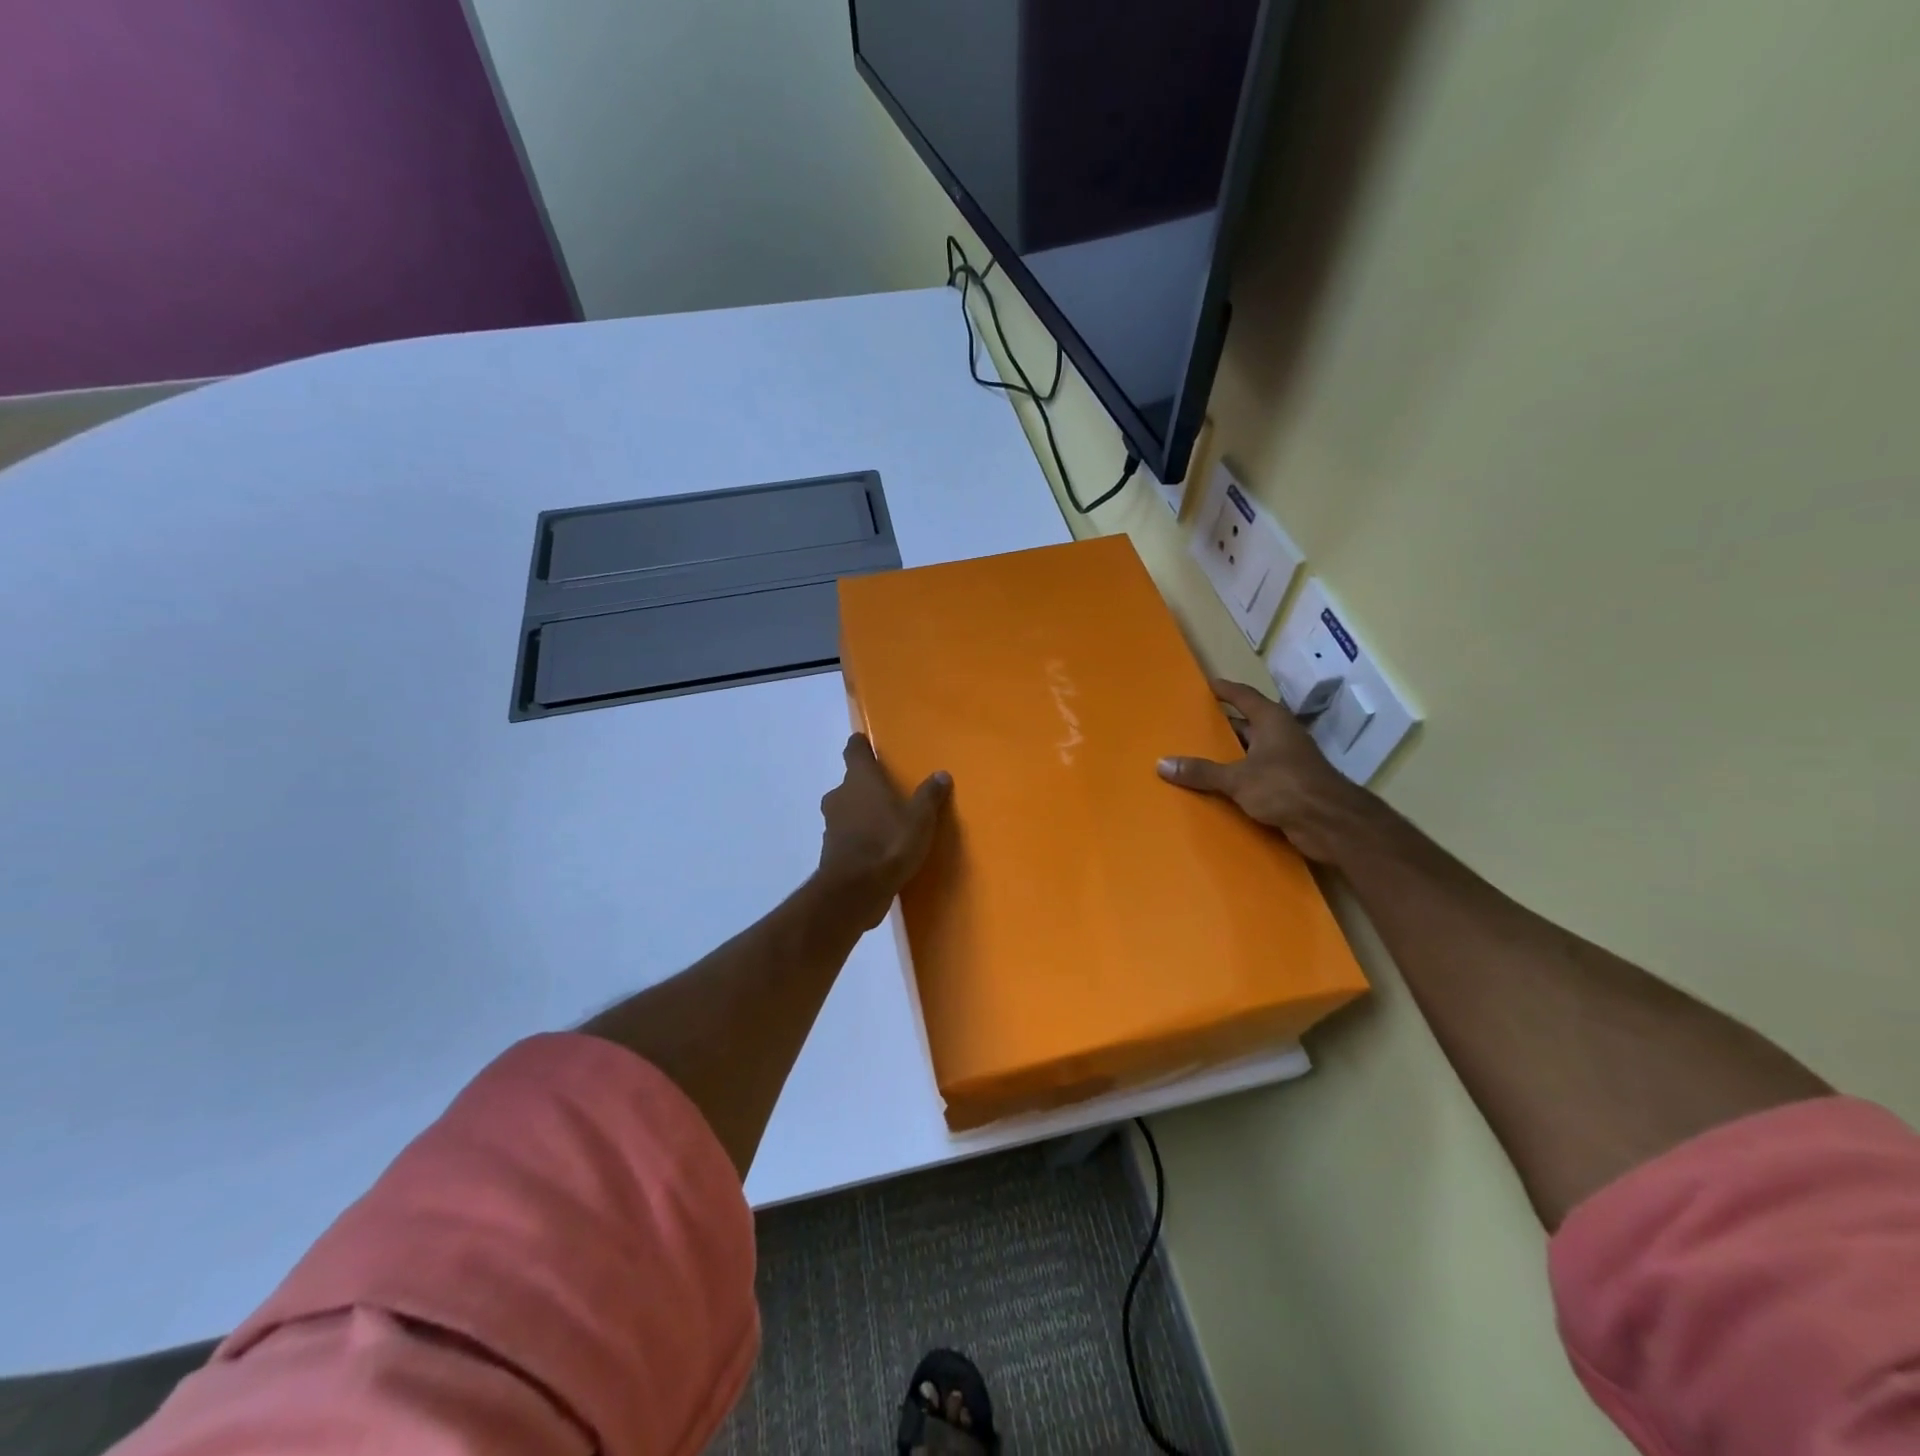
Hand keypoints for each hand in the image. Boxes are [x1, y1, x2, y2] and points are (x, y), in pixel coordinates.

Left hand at [816, 734, 951, 927]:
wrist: (855, 891)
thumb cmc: (889, 843)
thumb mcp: (920, 819)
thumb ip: (929, 795)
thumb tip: (941, 774)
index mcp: (860, 779)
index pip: (854, 750)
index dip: (860, 746)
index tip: (866, 744)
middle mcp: (840, 796)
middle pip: (850, 783)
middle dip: (866, 786)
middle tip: (888, 792)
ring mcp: (831, 825)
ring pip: (846, 810)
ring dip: (861, 813)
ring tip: (886, 822)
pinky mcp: (831, 851)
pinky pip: (847, 836)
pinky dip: (858, 838)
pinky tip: (878, 849)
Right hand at [1157, 679, 1372, 863]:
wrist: (1330, 823)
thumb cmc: (1284, 786)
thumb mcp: (1236, 778)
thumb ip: (1201, 772)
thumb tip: (1162, 764)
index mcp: (1271, 722)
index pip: (1244, 696)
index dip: (1225, 690)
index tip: (1207, 685)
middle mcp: (1281, 736)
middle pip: (1248, 724)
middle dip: (1223, 725)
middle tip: (1193, 725)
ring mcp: (1288, 762)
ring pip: (1252, 752)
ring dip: (1230, 755)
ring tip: (1198, 757)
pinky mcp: (1290, 786)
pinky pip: (1258, 776)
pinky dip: (1240, 778)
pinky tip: (1219, 788)